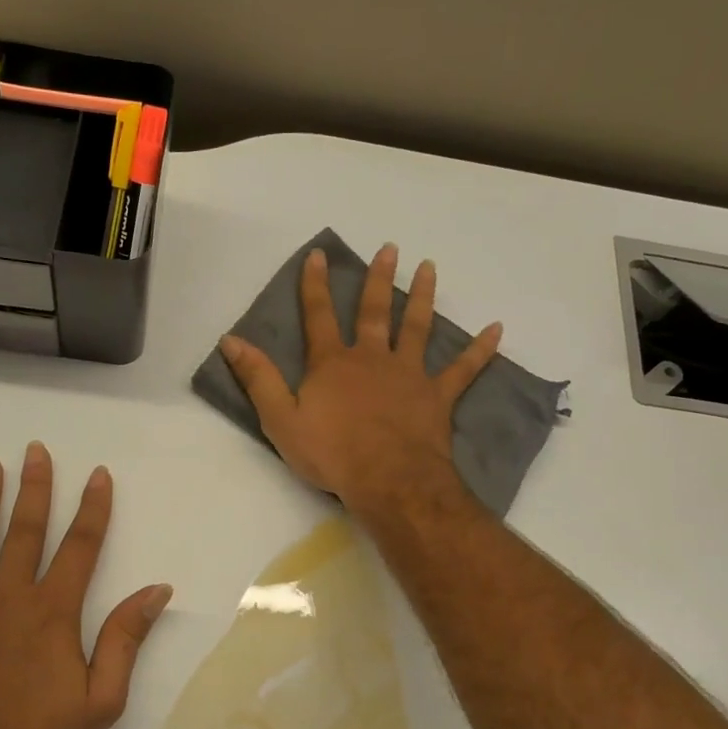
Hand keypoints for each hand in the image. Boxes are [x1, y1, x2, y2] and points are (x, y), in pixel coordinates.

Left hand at [0, 444, 171, 728]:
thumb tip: (156, 590)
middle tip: (34, 450)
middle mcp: (7, 598)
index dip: (92, 508)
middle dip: (34, 488)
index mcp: (52, 613)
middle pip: (24, 531)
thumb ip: (126, 639)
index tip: (97, 474)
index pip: (79, 546)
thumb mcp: (102, 700)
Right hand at [219, 243, 500, 517]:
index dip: (316, 286)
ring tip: (429, 268)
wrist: (388, 480)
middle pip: (375, 312)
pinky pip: (463, 370)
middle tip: (390, 248)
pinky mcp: (437, 396)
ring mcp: (409, 375)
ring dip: (423, 296)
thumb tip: (231, 340)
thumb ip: (258, 378)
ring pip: (418, 328)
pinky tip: (496, 329)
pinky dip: (480, 350)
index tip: (320, 255)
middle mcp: (372, 358)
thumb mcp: (281, 419)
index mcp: (333, 363)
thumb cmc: (331, 453)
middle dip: (379, 279)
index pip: (320, 316)